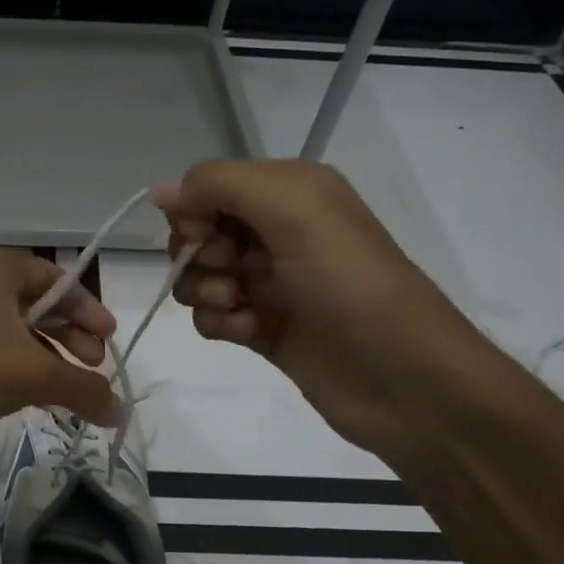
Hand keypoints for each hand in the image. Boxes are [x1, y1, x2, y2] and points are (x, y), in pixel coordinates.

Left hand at [0, 250, 120, 474]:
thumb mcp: (33, 376)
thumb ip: (83, 389)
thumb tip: (122, 412)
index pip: (57, 279)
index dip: (88, 309)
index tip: (108, 341)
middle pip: (39, 306)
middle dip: (71, 337)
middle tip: (93, 368)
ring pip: (16, 334)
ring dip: (48, 360)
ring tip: (69, 392)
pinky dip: (19, 372)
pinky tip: (34, 400)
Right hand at [153, 158, 499, 462]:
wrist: (403, 379)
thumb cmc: (349, 283)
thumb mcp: (294, 209)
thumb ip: (220, 185)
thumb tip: (159, 192)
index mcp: (290, 191)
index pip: (209, 186)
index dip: (194, 210)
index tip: (204, 235)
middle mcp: (278, 231)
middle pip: (199, 232)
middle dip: (199, 253)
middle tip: (231, 272)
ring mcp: (270, 283)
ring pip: (200, 276)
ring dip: (205, 291)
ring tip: (238, 307)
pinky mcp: (262, 328)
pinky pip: (211, 317)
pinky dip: (218, 323)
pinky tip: (246, 332)